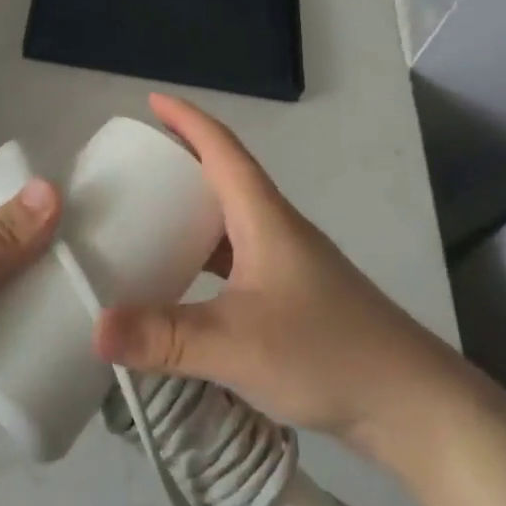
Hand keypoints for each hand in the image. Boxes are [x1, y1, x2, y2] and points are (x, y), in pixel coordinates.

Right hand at [94, 95, 448, 460]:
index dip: (187, 120)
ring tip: (151, 220)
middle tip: (136, 167)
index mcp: (264, 218)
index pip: (222, 149)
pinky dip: (206, 257)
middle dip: (183, 162)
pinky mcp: (294, 297)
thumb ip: (164, 336)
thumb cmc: (326, 352)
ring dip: (194, 213)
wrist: (410, 403)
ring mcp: (289, 264)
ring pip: (232, 222)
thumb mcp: (235, 344)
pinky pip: (238, 259)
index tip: (152, 102)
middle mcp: (277, 229)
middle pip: (226, 178)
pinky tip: (187, 284)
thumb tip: (95, 328)